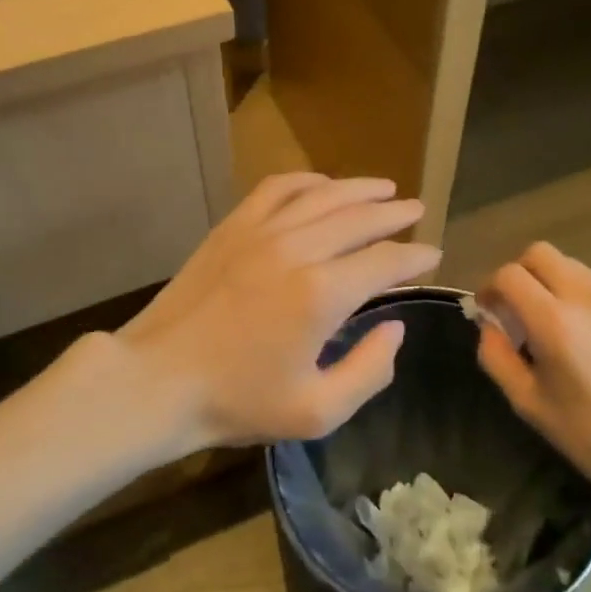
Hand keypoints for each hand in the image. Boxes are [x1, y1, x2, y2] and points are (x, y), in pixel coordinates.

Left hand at [117, 174, 441, 453]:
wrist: (159, 380)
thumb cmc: (239, 401)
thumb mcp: (317, 410)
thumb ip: (369, 370)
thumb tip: (395, 329)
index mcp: (321, 294)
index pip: (384, 262)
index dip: (415, 257)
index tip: (432, 255)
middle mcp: (296, 249)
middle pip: (359, 218)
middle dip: (394, 214)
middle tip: (417, 210)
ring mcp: (260, 231)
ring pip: (322, 196)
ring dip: (358, 189)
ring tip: (384, 188)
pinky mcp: (232, 227)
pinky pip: (276, 188)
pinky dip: (306, 181)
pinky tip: (322, 184)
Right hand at [475, 242, 590, 525]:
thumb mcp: (527, 403)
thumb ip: (496, 356)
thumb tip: (490, 325)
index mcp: (554, 323)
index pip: (509, 275)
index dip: (489, 287)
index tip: (488, 310)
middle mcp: (586, 298)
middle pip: (539, 253)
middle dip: (518, 273)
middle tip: (515, 307)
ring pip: (569, 265)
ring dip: (548, 282)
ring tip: (550, 321)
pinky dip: (576, 296)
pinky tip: (583, 335)